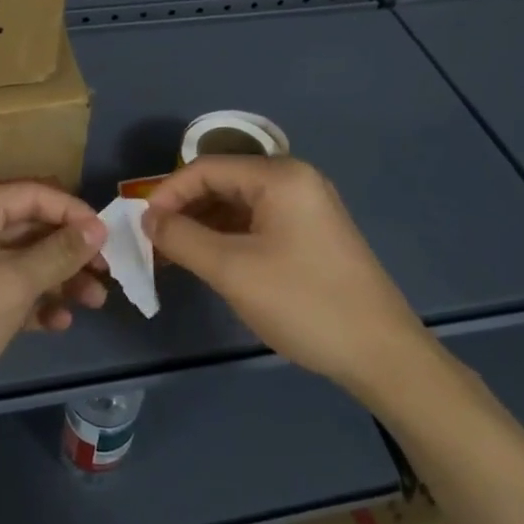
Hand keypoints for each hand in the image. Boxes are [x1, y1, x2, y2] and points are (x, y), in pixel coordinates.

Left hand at [0, 182, 108, 432]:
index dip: (74, 213)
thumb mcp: (15, 282)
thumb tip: (97, 228)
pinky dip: (36, 303)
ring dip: (60, 280)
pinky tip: (59, 323)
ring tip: (94, 302)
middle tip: (106, 274)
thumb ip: (60, 253)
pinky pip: (11, 291)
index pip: (35, 195)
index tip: (108, 238)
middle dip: (71, 251)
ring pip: (25, 262)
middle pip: (33, 229)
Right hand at [142, 157, 427, 394]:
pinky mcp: (311, 233)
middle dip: (185, 209)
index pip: (207, 168)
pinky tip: (209, 261)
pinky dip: (228, 237)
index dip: (168, 192)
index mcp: (279, 176)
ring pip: (238, 204)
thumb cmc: (304, 303)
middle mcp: (294, 180)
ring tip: (175, 255)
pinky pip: (257, 222)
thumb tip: (148, 220)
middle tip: (154, 242)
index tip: (142, 226)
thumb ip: (183, 238)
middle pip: (223, 182)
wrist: (382, 355)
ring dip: (204, 225)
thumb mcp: (233, 270)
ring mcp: (306, 207)